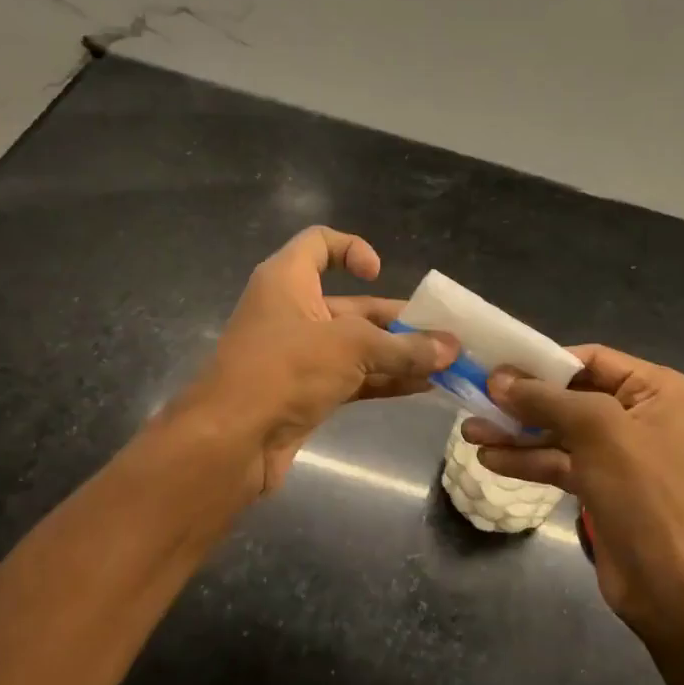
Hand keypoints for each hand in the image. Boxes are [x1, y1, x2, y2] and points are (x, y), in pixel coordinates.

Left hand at [190, 227, 455, 493]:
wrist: (231, 441)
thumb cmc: (285, 369)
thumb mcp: (351, 348)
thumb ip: (404, 348)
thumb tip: (452, 349)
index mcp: (288, 280)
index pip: (319, 243)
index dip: (352, 249)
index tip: (377, 274)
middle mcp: (293, 312)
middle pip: (352, 305)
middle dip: (397, 320)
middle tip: (442, 334)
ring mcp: (299, 355)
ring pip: (357, 346)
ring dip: (398, 354)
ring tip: (444, 363)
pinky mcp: (306, 391)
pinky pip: (354, 378)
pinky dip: (385, 379)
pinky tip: (424, 387)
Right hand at [461, 346, 683, 641]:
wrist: (670, 585)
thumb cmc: (643, 492)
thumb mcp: (596, 430)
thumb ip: (545, 399)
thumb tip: (497, 378)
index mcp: (658, 389)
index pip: (592, 359)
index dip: (543, 362)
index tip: (497, 367)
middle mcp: (641, 414)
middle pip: (571, 395)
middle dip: (523, 402)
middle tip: (475, 399)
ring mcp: (620, 453)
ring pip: (560, 432)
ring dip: (517, 433)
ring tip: (469, 432)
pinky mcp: (601, 486)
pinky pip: (560, 462)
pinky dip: (528, 460)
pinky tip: (490, 459)